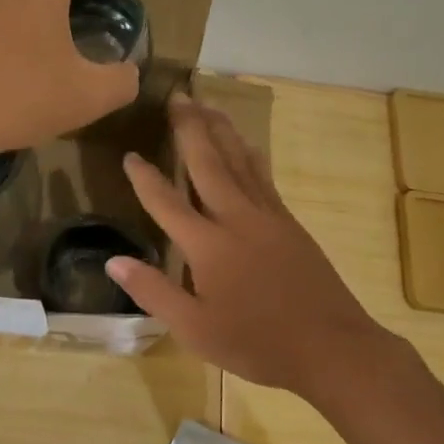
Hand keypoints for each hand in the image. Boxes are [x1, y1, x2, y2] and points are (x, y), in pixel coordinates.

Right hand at [106, 93, 396, 396]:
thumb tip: (113, 261)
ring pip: (239, 160)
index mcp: (207, 245)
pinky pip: (263, 175)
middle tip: (177, 96)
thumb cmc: (256, 343)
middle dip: (190, 128)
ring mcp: (267, 216)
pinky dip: (249, 153)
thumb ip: (152, 291)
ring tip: (207, 104)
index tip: (130, 154)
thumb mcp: (194, 328)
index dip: (145, 178)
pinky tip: (245, 143)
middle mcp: (236, 218)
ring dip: (220, 129)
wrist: (330, 347)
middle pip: (207, 162)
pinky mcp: (289, 222)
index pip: (166, 202)